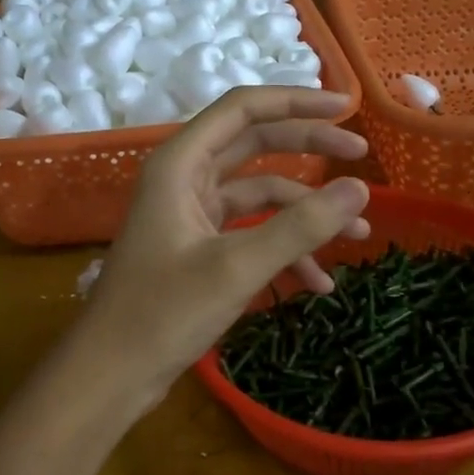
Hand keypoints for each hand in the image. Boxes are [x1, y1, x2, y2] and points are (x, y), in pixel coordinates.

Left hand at [77, 87, 371, 410]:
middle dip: (310, 149)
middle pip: (256, 144)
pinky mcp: (198, 247)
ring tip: (358, 235)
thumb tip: (360, 189)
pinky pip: (251, 233)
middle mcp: (185, 178)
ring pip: (260, 194)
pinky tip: (318, 283)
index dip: (296, 101)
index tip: (346, 108)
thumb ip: (300, 226)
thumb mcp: (237, 266)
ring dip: (306, 212)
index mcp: (181, 164)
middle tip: (362, 154)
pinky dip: (285, 250)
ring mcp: (191, 214)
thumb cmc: (164, 313)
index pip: (243, 109)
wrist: (111, 373)